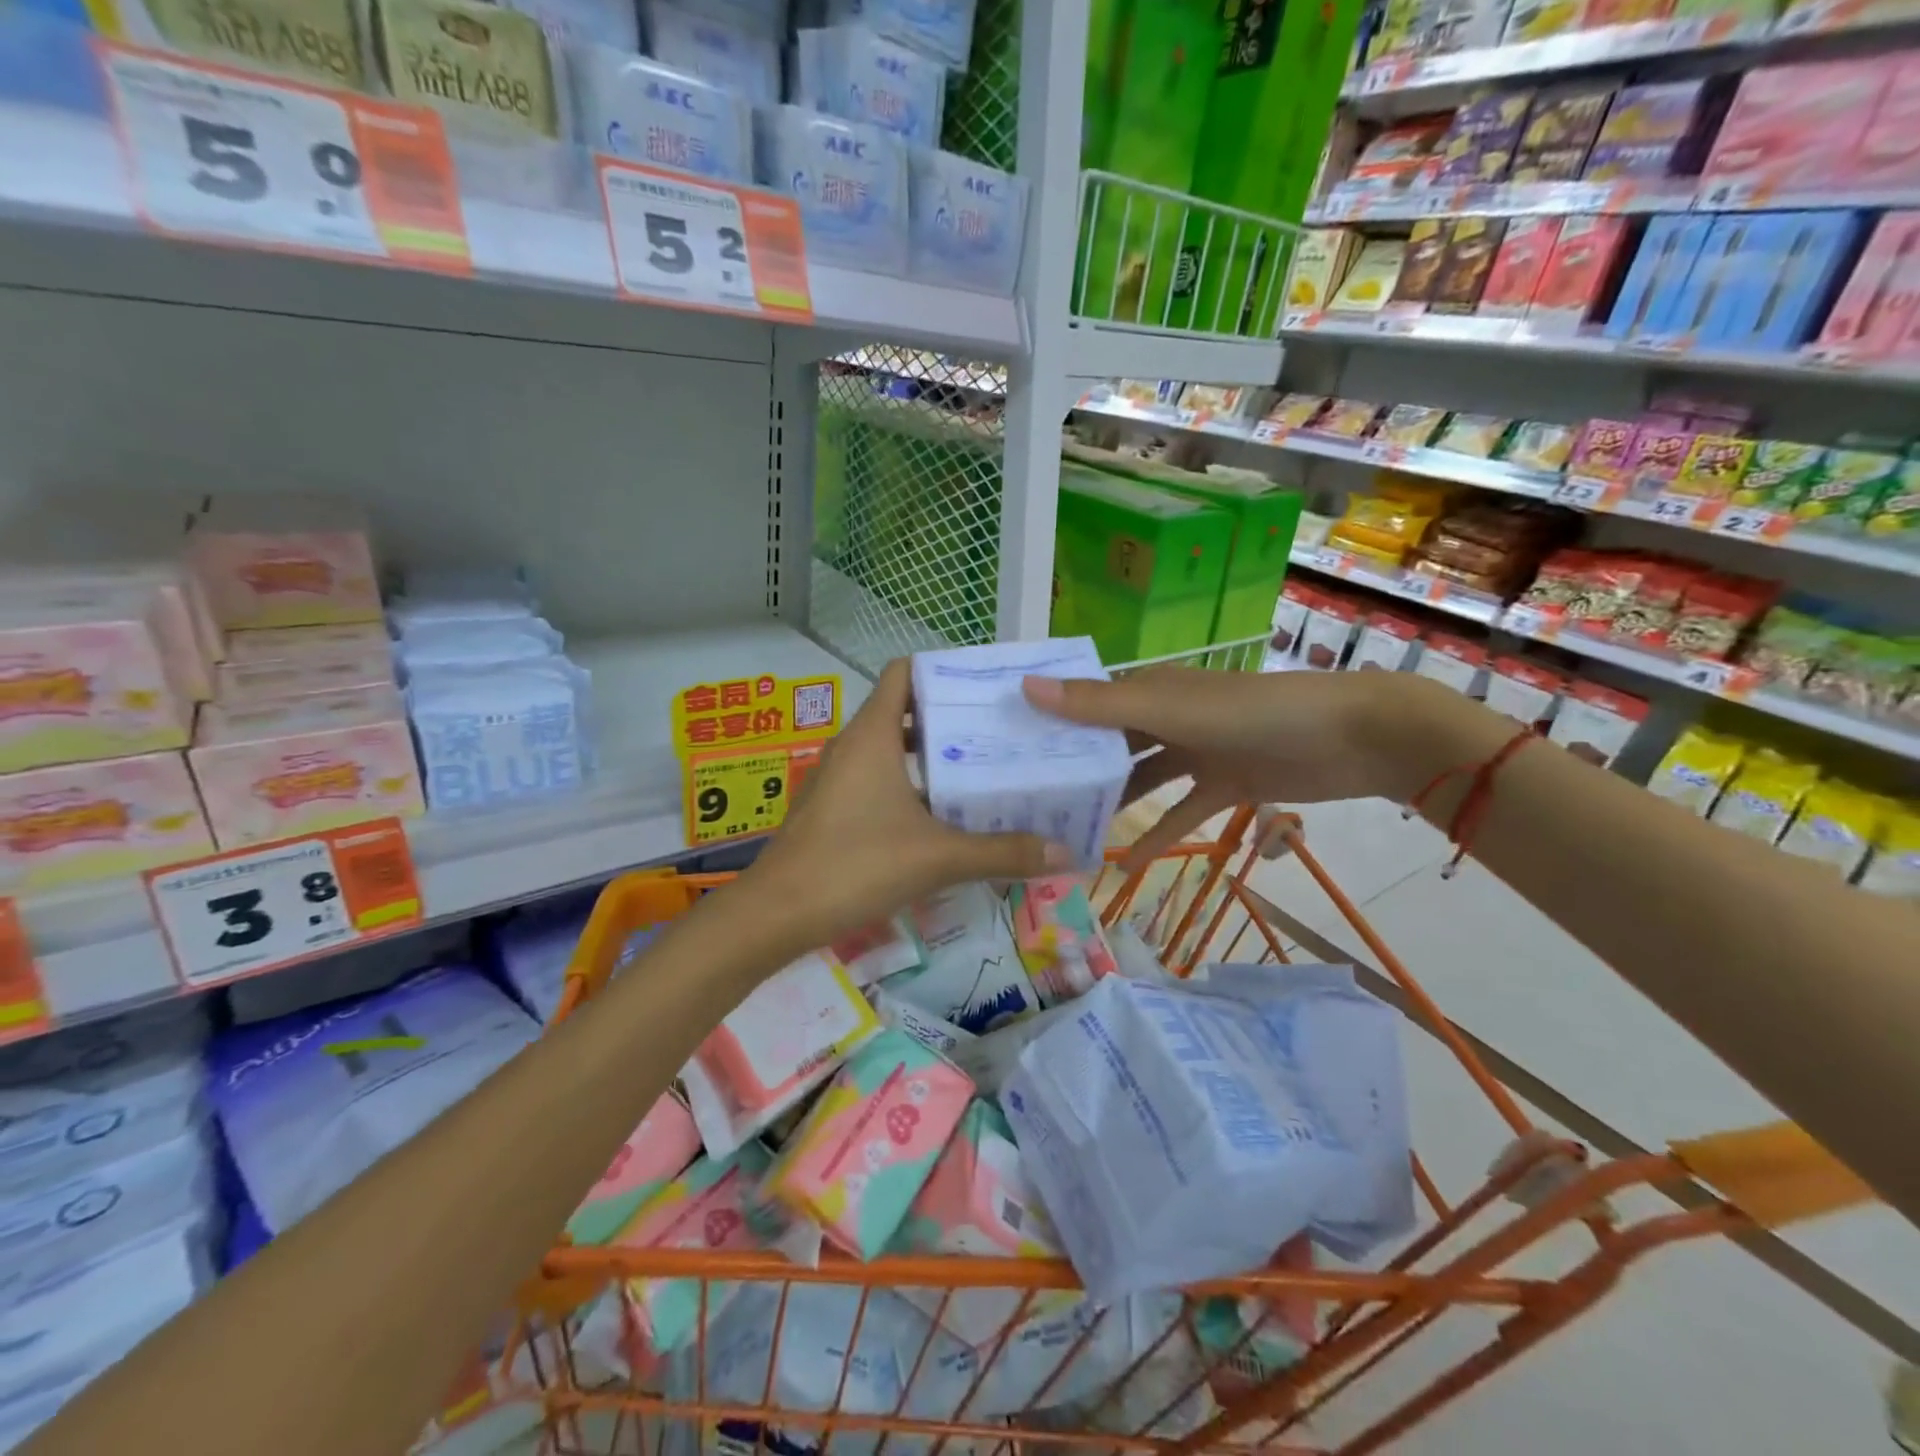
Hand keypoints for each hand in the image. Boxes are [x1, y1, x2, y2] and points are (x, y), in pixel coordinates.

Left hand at [743, 659, 1071, 954]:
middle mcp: (852, 746)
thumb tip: (1063, 853)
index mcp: (872, 735)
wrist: (776, 915)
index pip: (904, 673)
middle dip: (948, 719)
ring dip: (930, 758)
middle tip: (998, 733)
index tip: (984, 687)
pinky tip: (942, 817)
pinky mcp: (832, 809)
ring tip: (980, 772)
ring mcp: (838, 779)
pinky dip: (910, 787)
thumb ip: (1001, 852)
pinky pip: (877, 782)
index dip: (942, 671)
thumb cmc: (855, 865)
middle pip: (903, 711)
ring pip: (891, 751)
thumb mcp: (937, 857)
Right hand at [1022, 666, 1430, 866]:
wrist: (1353, 738)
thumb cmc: (1254, 713)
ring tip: (1066, 835)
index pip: (1085, 703)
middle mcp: (1166, 718)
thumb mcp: (1170, 708)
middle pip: (1109, 744)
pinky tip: (1123, 863)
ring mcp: (1196, 753)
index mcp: (1150, 690)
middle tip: (1025, 802)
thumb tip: (1026, 688)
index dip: (1048, 721)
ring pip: (1140, 780)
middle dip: (1074, 768)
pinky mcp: (1224, 787)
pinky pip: (1180, 814)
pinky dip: (1156, 835)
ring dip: (1110, 804)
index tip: (1002, 749)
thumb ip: (1100, 705)